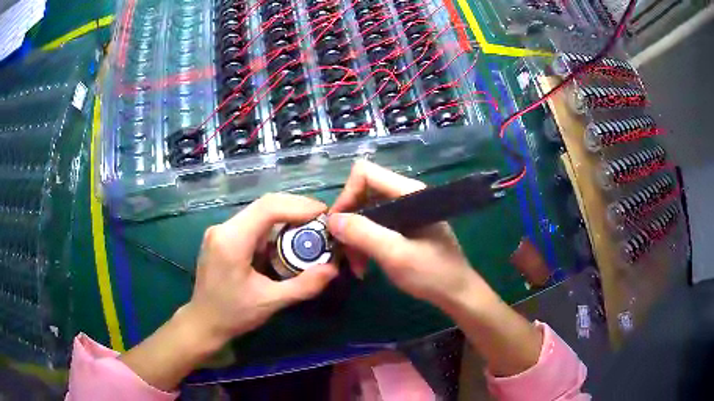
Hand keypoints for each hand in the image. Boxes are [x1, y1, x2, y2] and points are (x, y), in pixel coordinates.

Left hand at [187, 193, 338, 345]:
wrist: (203, 322)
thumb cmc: (233, 315)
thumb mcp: (270, 303)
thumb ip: (303, 286)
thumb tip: (333, 268)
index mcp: (231, 241)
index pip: (268, 208)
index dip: (299, 206)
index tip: (324, 213)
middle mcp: (223, 228)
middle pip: (264, 205)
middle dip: (296, 208)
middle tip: (322, 219)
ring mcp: (220, 230)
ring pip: (258, 212)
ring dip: (285, 216)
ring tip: (310, 227)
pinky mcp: (221, 236)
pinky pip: (251, 223)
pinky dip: (273, 226)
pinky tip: (287, 238)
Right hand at [327, 162, 542, 376]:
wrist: (457, 293)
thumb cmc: (432, 274)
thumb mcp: (395, 255)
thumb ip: (363, 234)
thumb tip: (332, 220)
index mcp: (408, 193)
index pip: (364, 174)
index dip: (346, 196)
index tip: (336, 226)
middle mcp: (405, 196)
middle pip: (363, 194)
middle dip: (349, 222)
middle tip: (342, 250)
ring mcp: (405, 212)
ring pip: (366, 214)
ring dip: (355, 238)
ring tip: (355, 266)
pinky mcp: (404, 227)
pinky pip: (375, 227)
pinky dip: (365, 244)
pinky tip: (363, 265)